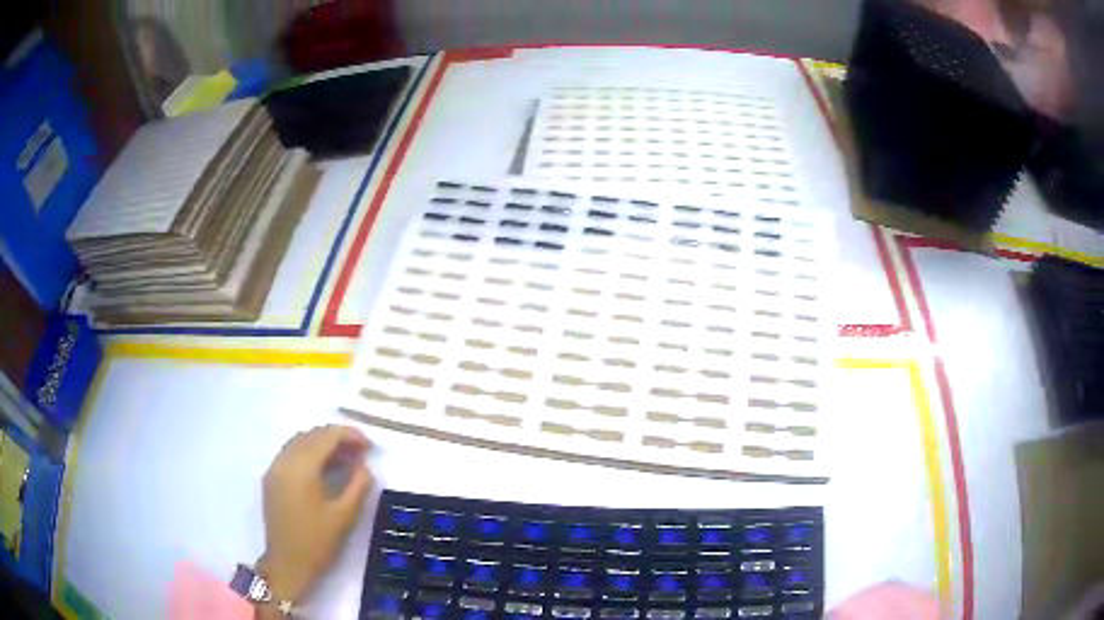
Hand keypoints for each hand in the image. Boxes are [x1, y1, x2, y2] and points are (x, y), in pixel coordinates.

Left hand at [256, 425, 373, 604]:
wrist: (288, 564)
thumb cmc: (318, 542)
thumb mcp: (345, 516)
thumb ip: (358, 485)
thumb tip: (364, 466)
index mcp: (301, 468)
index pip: (326, 437)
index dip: (350, 435)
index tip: (370, 446)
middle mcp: (284, 461)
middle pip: (312, 435)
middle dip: (337, 438)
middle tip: (361, 452)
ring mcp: (274, 469)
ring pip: (300, 442)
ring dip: (323, 444)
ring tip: (347, 458)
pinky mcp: (271, 479)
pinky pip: (291, 454)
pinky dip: (310, 453)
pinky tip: (326, 468)